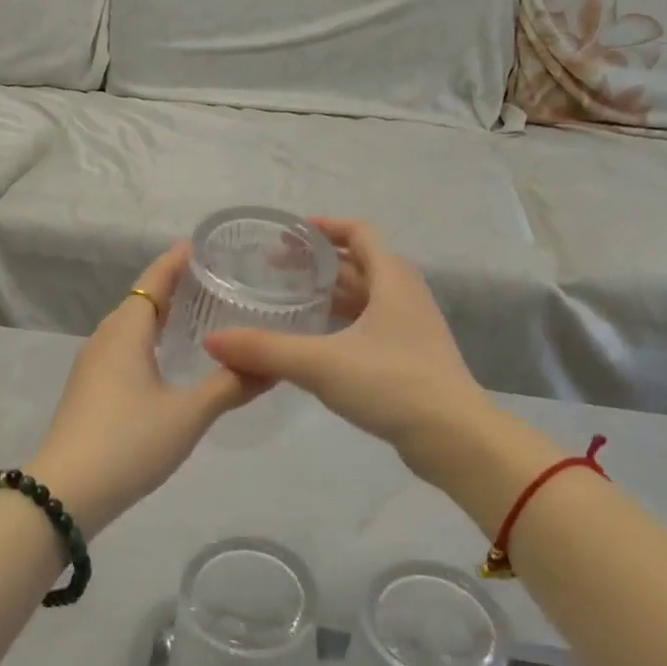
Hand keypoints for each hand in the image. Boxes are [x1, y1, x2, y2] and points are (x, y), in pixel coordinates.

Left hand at [26, 242, 259, 533]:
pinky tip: (165, 359)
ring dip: (158, 316)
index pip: (153, 281)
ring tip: (194, 316)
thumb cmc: (130, 441)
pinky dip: (147, 340)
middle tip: (211, 282)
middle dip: (171, 287)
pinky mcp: (88, 389)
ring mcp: (91, 365)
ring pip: (129, 326)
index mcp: (126, 331)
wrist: (65, 493)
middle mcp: (105, 339)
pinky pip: (122, 348)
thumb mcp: (189, 415)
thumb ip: (230, 387)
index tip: (200, 246)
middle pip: (140, 300)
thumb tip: (272, 365)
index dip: (175, 262)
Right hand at [205, 219, 499, 492]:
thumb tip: (213, 340)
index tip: (289, 234)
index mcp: (392, 279)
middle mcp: (405, 295)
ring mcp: (411, 328)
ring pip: (365, 297)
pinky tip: (315, 342)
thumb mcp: (321, 363)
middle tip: (275, 270)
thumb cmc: (391, 383)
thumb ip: (265, 350)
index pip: (359, 233)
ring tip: (290, 301)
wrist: (454, 438)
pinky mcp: (410, 357)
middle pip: (360, 264)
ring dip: (330, 294)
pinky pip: (370, 325)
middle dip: (319, 263)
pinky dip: (341, 323)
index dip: (325, 228)